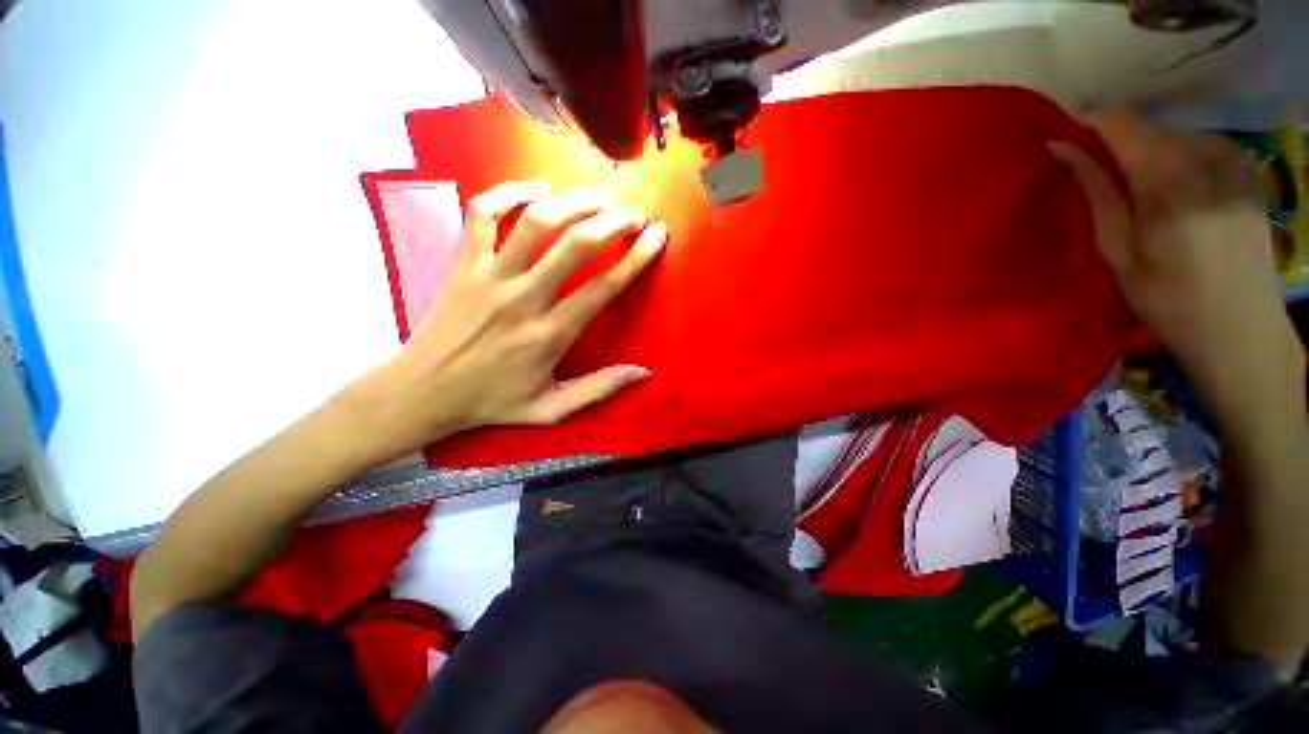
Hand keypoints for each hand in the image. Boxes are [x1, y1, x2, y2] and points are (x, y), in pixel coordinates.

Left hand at [360, 181, 667, 456]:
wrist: (422, 391)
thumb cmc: (491, 402)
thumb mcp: (550, 410)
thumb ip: (599, 389)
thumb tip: (644, 372)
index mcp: (549, 335)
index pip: (603, 287)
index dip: (636, 258)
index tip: (657, 237)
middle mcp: (523, 298)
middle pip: (575, 244)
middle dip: (613, 221)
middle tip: (634, 215)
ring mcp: (489, 275)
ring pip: (536, 221)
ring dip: (574, 201)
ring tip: (599, 196)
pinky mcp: (463, 263)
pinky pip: (483, 212)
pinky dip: (509, 192)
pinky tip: (536, 188)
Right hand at [1050, 111, 1303, 427]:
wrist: (1240, 329)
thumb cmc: (1167, 298)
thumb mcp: (1117, 251)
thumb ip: (1096, 192)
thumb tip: (1063, 148)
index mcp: (1168, 181)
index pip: (1121, 126)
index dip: (1091, 125)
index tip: (1069, 137)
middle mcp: (1206, 157)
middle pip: (1148, 130)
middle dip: (1119, 147)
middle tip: (1104, 182)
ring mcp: (1234, 160)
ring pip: (1174, 137)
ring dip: (1151, 156)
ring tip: (1144, 195)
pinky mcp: (1248, 169)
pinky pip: (1201, 146)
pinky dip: (1180, 159)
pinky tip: (1179, 192)